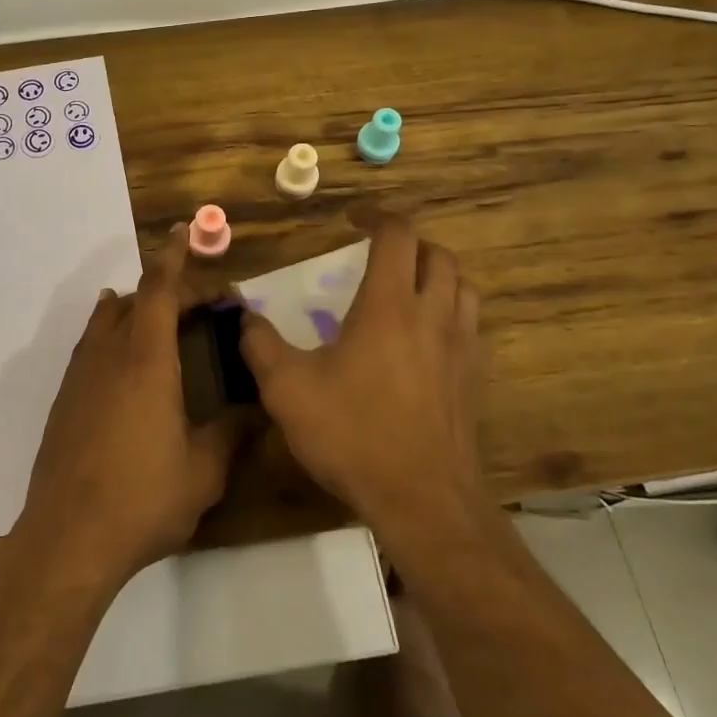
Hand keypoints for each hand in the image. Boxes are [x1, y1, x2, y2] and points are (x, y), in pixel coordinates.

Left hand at [18, 225, 243, 587]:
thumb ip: (233, 433)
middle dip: (170, 291)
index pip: (160, 290)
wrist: (68, 538)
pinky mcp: (64, 400)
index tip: (183, 232)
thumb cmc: (143, 499)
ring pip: (106, 319)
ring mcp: (80, 376)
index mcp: (147, 360)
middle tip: (203, 306)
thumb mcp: (204, 471)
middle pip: (136, 299)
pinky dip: (113, 334)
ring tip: (164, 322)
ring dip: (137, 309)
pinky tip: (125, 361)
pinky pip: (90, 346)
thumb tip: (260, 411)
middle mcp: (109, 355)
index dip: (174, 257)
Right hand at [239, 214, 484, 552]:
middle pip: (437, 254)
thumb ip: (260, 345)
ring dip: (435, 274)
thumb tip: (243, 316)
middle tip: (378, 253)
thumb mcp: (287, 389)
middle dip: (408, 243)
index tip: (351, 220)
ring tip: (406, 288)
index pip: (397, 235)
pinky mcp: (473, 379)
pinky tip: (424, 339)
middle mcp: (432, 315)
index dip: (376, 216)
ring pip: (461, 287)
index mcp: (389, 306)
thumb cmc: (353, 435)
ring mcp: (460, 347)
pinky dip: (449, 312)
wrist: (423, 500)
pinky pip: (469, 325)